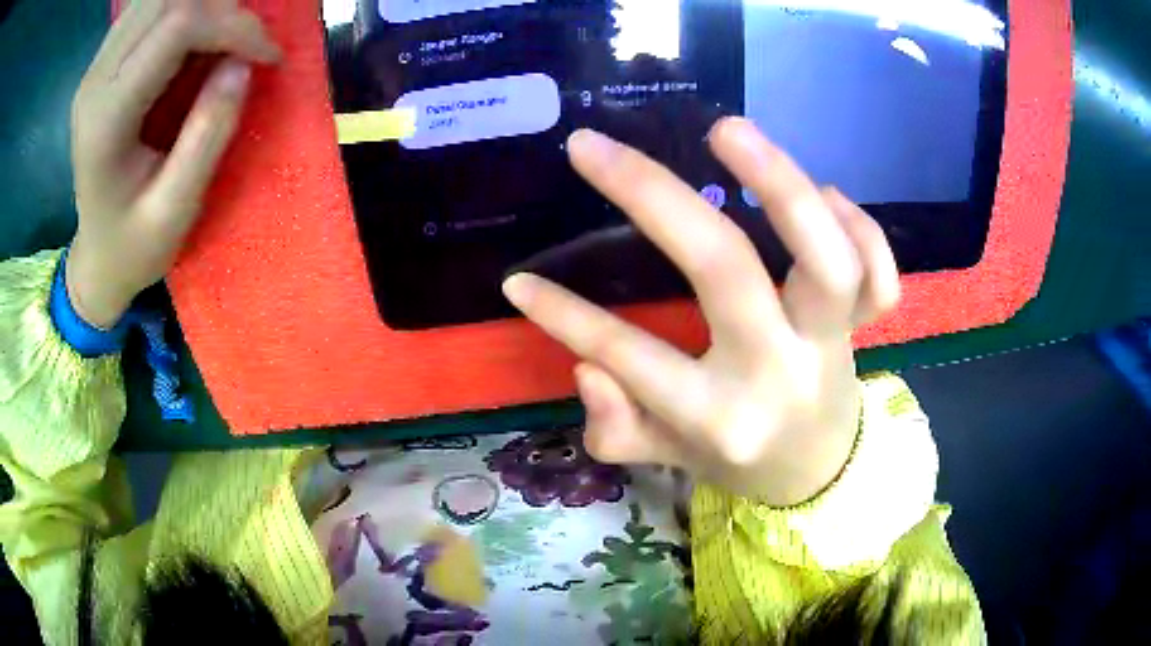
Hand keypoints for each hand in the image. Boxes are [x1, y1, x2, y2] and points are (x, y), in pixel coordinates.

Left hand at [67, 0, 279, 327]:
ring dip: (201, 5)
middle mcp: (95, 81)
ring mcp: (94, 69)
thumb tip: (243, 64)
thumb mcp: (176, 209)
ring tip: (223, 36)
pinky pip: (146, 8)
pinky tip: (194, 34)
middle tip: (246, 42)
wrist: (96, 258)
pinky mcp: (101, 65)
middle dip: (221, 8)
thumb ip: (208, 135)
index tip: (267, 55)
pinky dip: (180, 8)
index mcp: (106, 119)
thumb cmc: (134, 246)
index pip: (177, 27)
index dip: (233, 25)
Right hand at [503, 118, 900, 505]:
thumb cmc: (737, 457)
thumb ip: (618, 427)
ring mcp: (831, 344)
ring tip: (726, 130)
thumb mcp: (668, 459)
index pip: (632, 358)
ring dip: (781, 180)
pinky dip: (859, 223)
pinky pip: (879, 273)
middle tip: (595, 147)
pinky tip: (823, 194)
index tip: (518, 280)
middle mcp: (778, 372)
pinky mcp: (864, 328)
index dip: (566, 316)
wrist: (818, 469)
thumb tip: (585, 366)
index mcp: (720, 416)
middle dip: (652, 196)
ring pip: (826, 259)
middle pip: (725, 270)